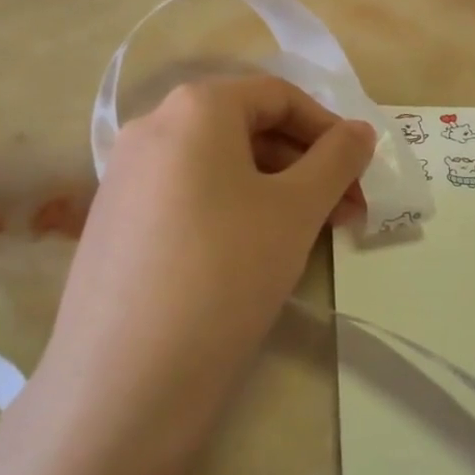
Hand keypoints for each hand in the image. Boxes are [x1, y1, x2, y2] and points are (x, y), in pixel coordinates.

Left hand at [28, 76, 374, 474]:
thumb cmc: (226, 272)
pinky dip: (232, 209)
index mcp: (194, 107)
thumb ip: (337, 159)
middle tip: (346, 212)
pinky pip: (188, 196)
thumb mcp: (296, 210)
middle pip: (247, 128)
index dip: (329, 129)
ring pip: (218, 166)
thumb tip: (360, 130)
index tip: (360, 174)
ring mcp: (125, 176)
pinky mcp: (114, 222)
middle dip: (306, 164)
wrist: (126, 378)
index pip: (278, 96)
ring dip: (274, 189)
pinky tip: (253, 254)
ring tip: (309, 235)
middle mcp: (151, 127)